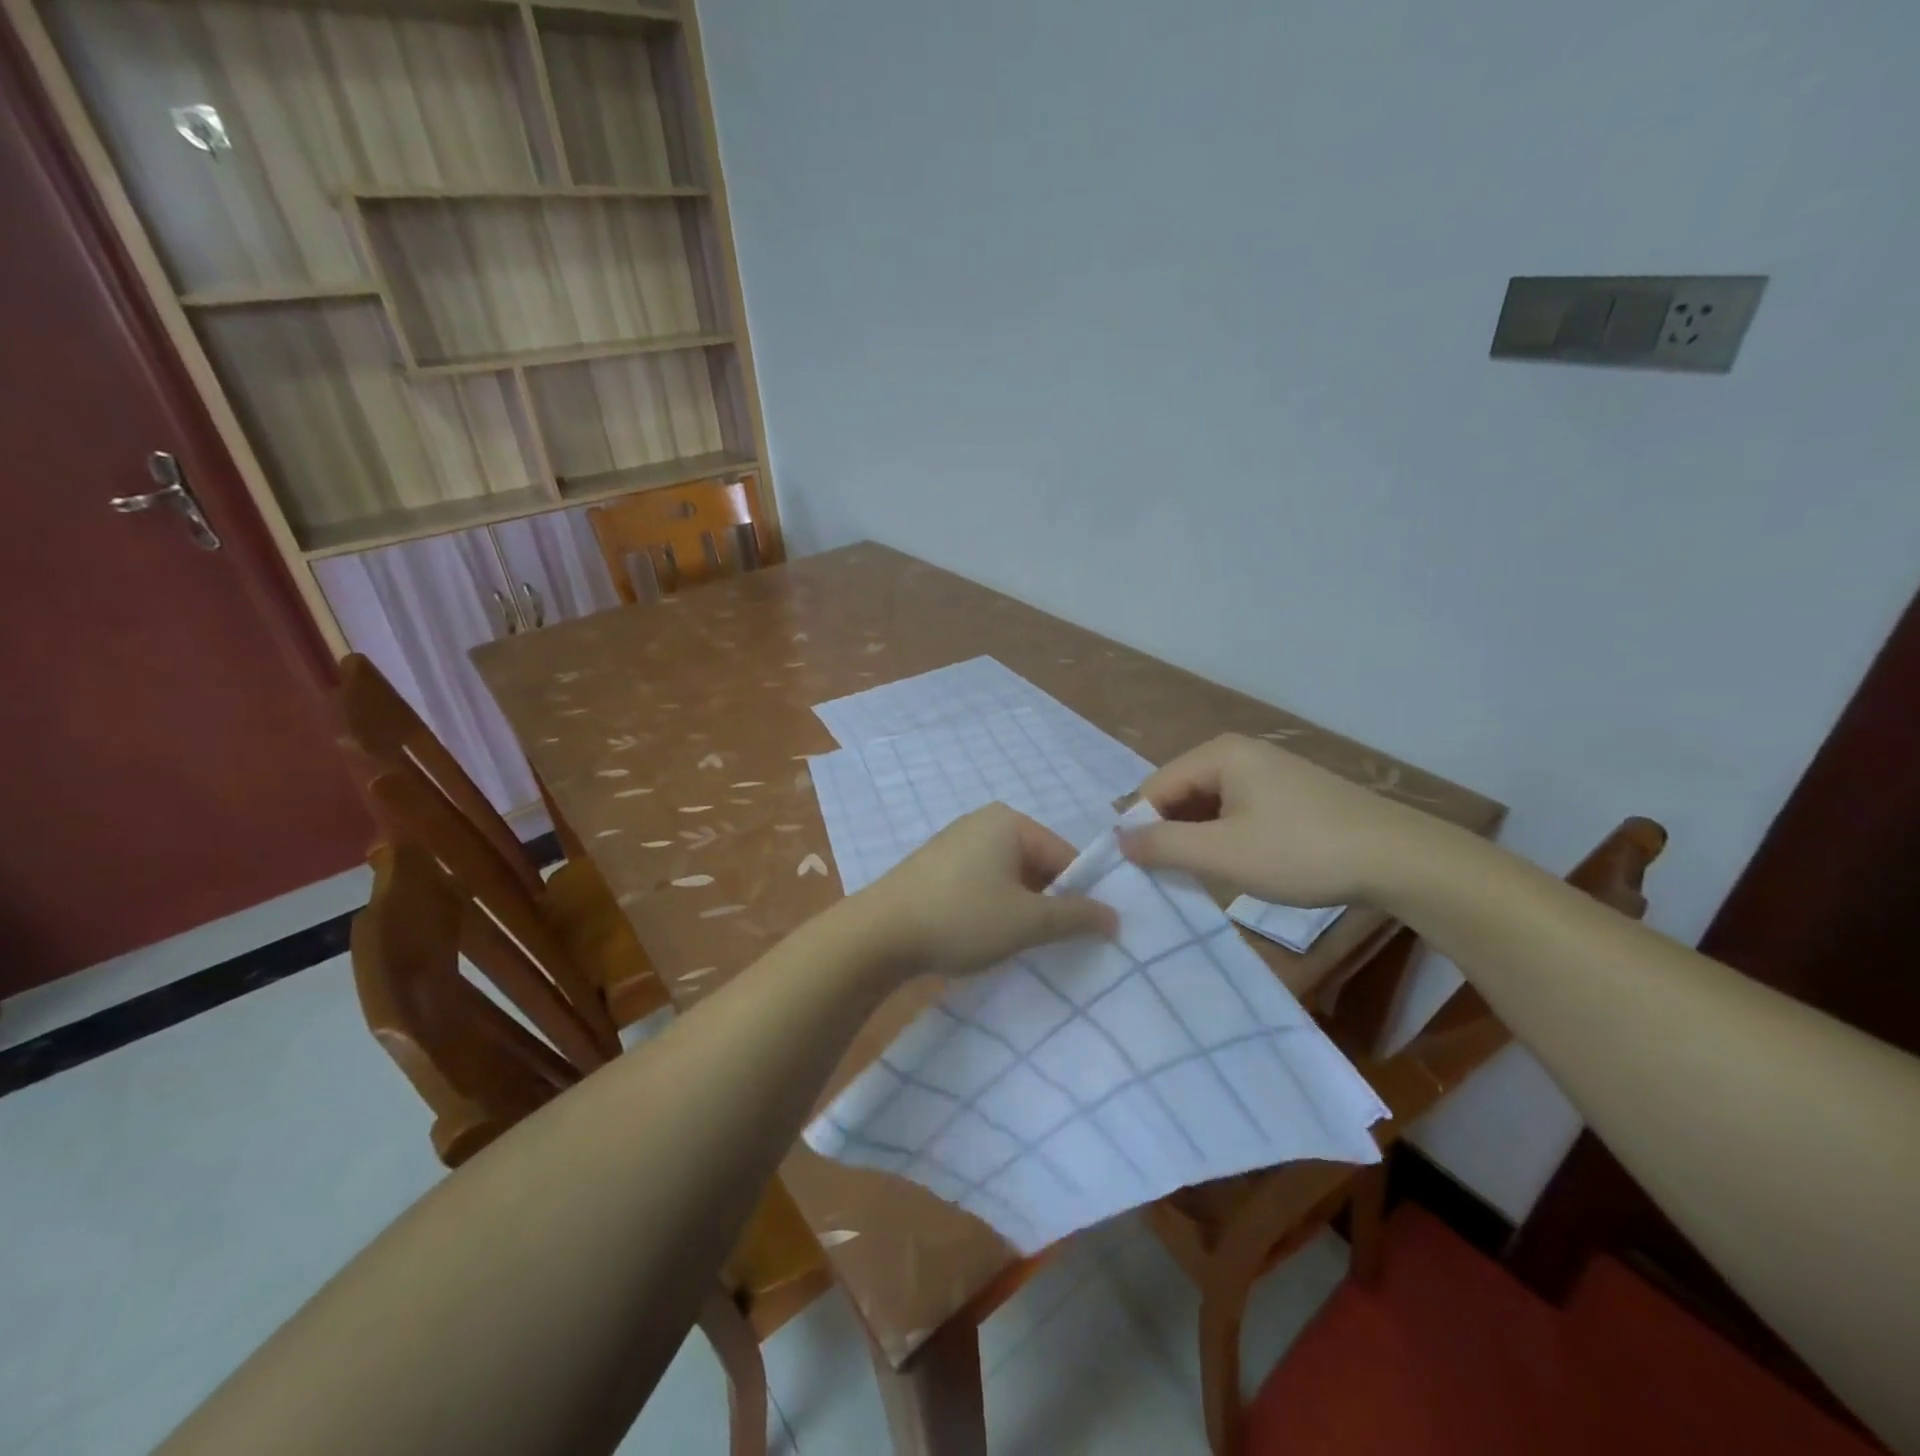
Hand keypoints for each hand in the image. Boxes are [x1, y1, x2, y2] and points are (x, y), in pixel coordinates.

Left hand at [852, 804, 1117, 978]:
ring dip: (1019, 908)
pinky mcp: (935, 866)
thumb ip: (1075, 917)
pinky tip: (983, 936)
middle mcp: (982, 822)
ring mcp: (954, 843)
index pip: (1064, 856)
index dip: (1079, 895)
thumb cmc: (960, 918)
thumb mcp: (1026, 921)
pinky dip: (991, 907)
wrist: (877, 934)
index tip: (1083, 934)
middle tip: (1050, 942)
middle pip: (1036, 864)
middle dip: (1047, 903)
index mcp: (1009, 822)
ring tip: (1016, 944)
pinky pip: (980, 882)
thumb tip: (1116, 917)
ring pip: (1008, 877)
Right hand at [1120, 733, 1431, 905]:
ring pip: (1208, 805)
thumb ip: (1163, 845)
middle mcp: (1239, 753)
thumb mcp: (1223, 854)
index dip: (1140, 827)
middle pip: (1180, 793)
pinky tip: (1234, 865)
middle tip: (1167, 878)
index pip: (1155, 787)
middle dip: (1169, 833)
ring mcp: (1267, 771)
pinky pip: (1236, 811)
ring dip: (1197, 839)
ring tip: (1198, 876)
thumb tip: (1119, 839)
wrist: (1399, 859)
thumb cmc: (1301, 852)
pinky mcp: (1287, 793)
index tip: (1134, 870)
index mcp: (1219, 754)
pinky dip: (1225, 837)